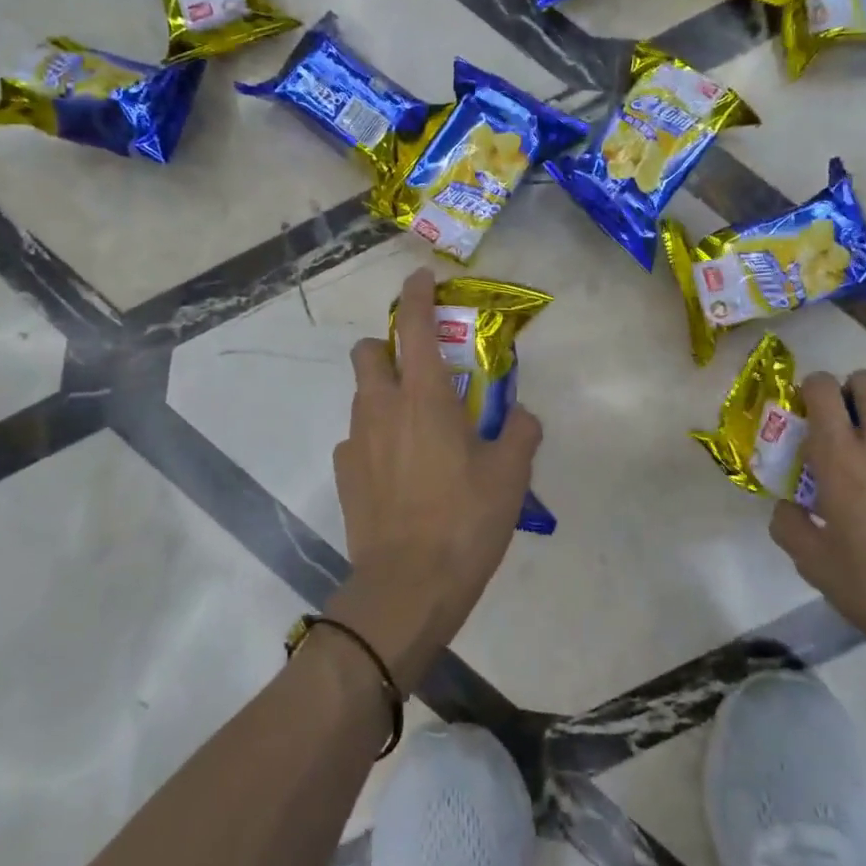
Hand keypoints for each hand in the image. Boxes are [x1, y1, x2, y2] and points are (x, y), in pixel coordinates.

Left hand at [326, 268, 541, 690]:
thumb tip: (520, 415)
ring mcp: (355, 440)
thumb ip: (520, 433)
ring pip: (362, 395)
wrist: (407, 586)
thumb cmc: (464, 521)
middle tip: (419, 369)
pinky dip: (376, 438)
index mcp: (424, 397)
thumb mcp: (510, 475)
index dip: (417, 295)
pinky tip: (400, 470)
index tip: (420, 278)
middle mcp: (382, 407)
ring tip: (417, 427)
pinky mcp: (344, 472)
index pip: (416, 326)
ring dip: (384, 393)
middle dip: (388, 346)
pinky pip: (358, 437)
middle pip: (368, 351)